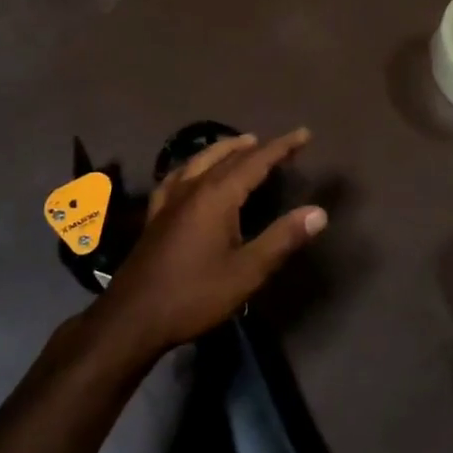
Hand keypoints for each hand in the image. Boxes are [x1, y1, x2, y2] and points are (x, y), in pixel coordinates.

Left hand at [94, 128, 326, 357]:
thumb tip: (319, 212)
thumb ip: (282, 238)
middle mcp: (192, 188)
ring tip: (241, 144)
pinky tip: (191, 172)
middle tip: (281, 144)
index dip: (282, 147)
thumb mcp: (247, 271)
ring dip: (224, 149)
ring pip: (199, 160)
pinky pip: (177, 176)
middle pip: (228, 157)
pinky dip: (193, 165)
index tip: (304, 134)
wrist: (133, 318)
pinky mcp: (155, 215)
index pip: (256, 161)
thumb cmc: (195, 294)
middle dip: (257, 147)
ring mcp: (169, 200)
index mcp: (217, 196)